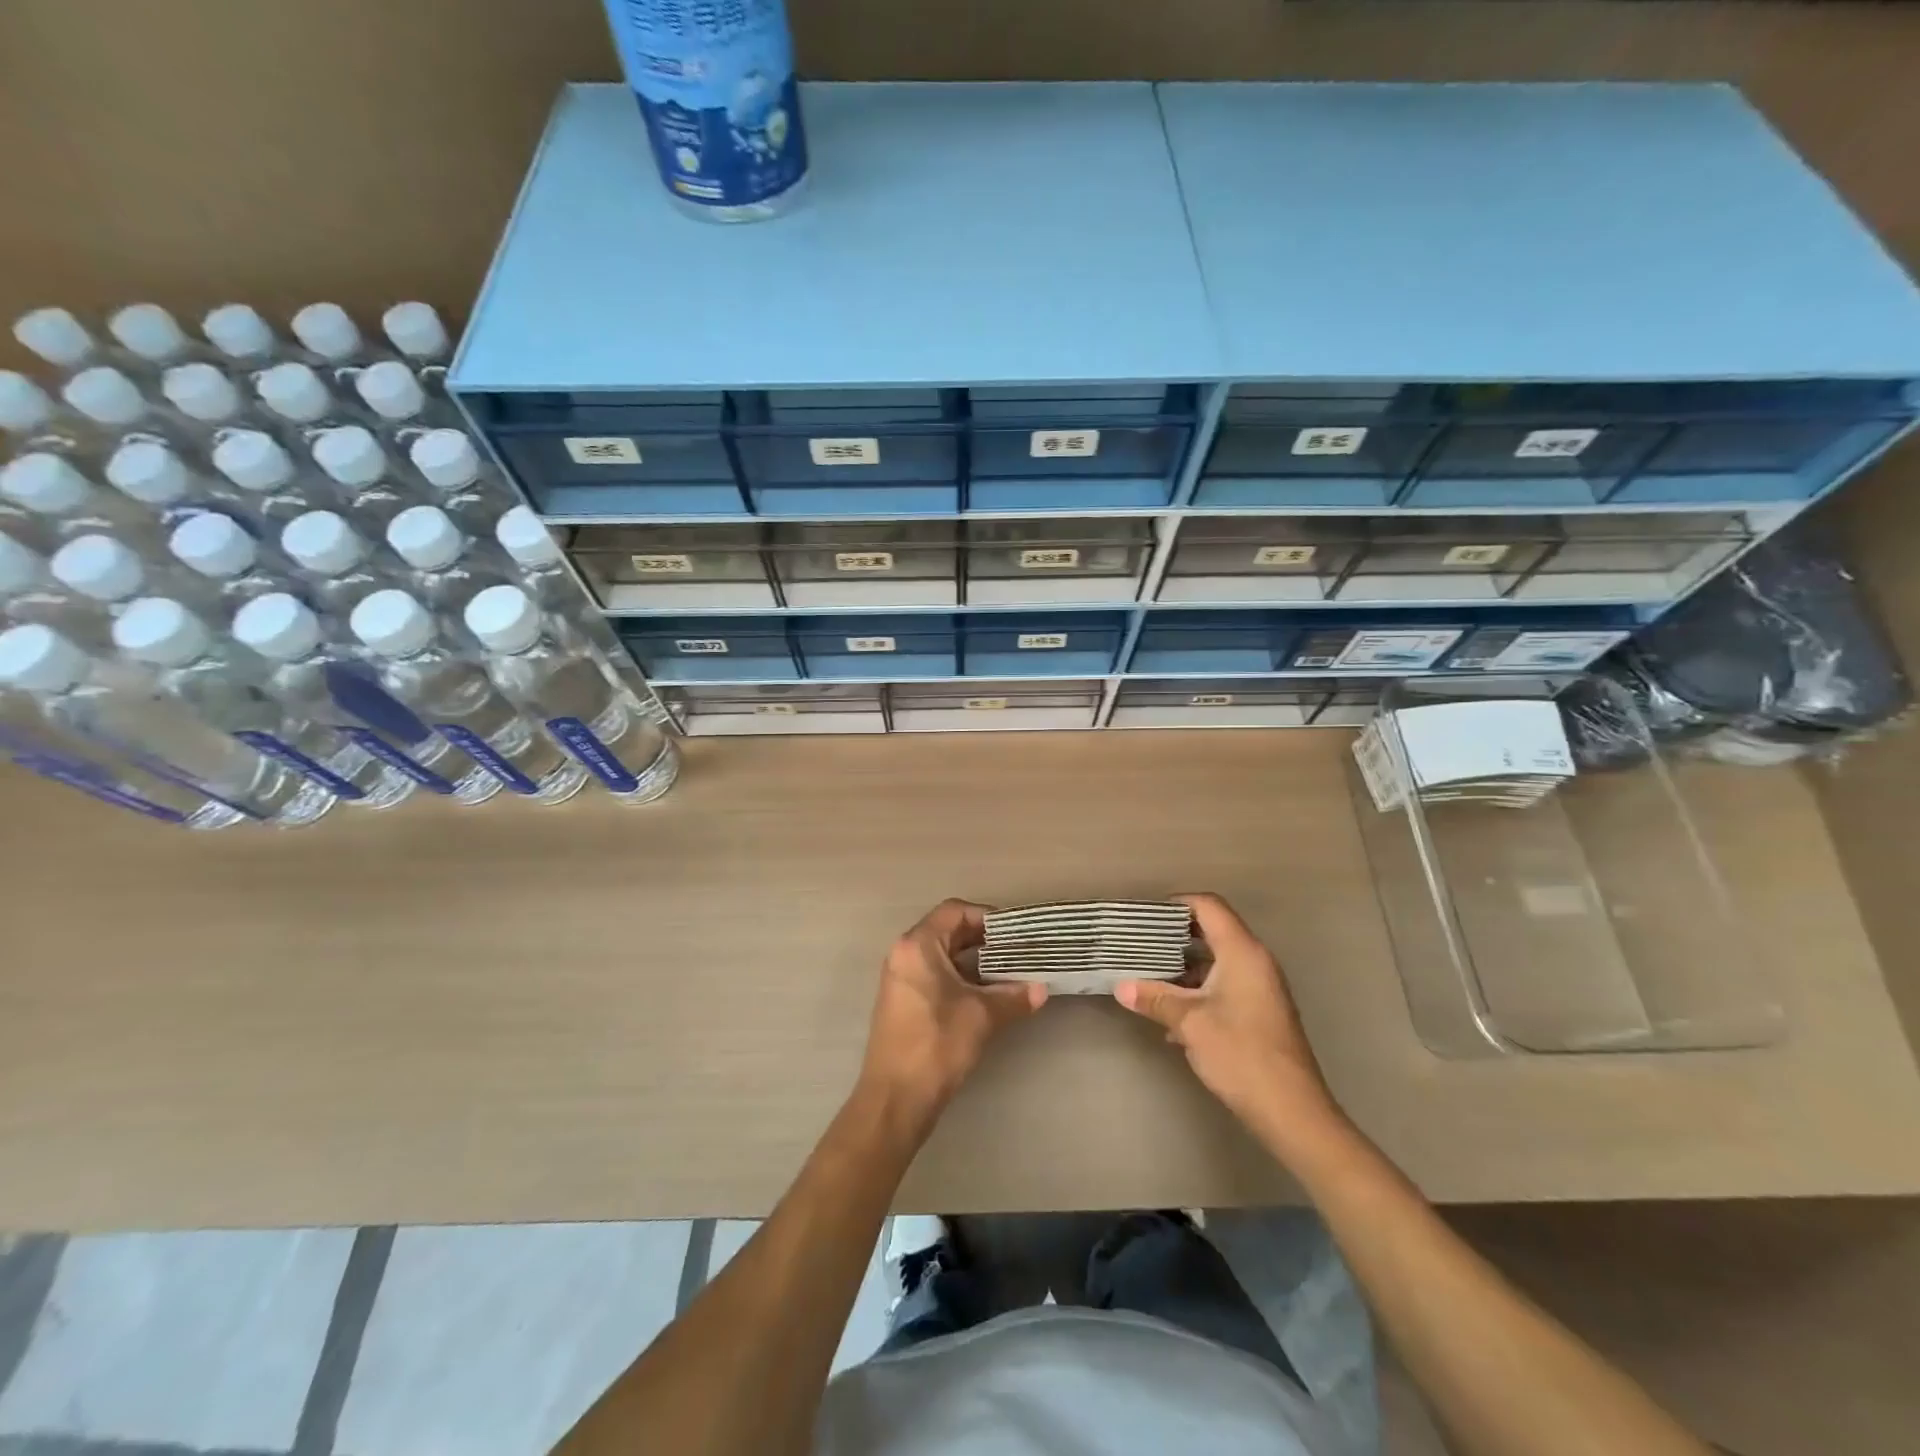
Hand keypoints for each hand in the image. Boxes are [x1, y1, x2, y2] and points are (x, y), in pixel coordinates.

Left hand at [858, 899, 1045, 1126]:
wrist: (895, 1098)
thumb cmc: (936, 1045)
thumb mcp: (981, 1016)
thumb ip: (1013, 997)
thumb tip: (1042, 990)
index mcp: (917, 946)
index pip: (954, 911)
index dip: (986, 917)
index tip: (1014, 932)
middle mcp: (903, 954)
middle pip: (947, 930)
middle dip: (984, 939)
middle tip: (1017, 951)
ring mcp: (900, 978)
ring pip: (941, 955)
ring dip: (973, 960)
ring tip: (1008, 972)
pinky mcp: (902, 1001)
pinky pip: (933, 975)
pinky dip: (959, 977)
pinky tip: (985, 995)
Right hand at [1116, 893, 1343, 1149]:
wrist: (1292, 1111)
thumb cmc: (1240, 1054)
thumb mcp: (1189, 1023)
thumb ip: (1155, 998)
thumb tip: (1121, 987)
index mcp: (1242, 952)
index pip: (1208, 906)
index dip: (1176, 904)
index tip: (1145, 916)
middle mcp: (1255, 961)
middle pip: (1212, 930)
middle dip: (1174, 936)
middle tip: (1140, 943)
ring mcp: (1261, 987)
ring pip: (1217, 960)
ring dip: (1184, 965)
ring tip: (1148, 975)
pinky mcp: (1260, 1011)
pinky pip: (1225, 983)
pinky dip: (1198, 988)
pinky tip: (1172, 1012)